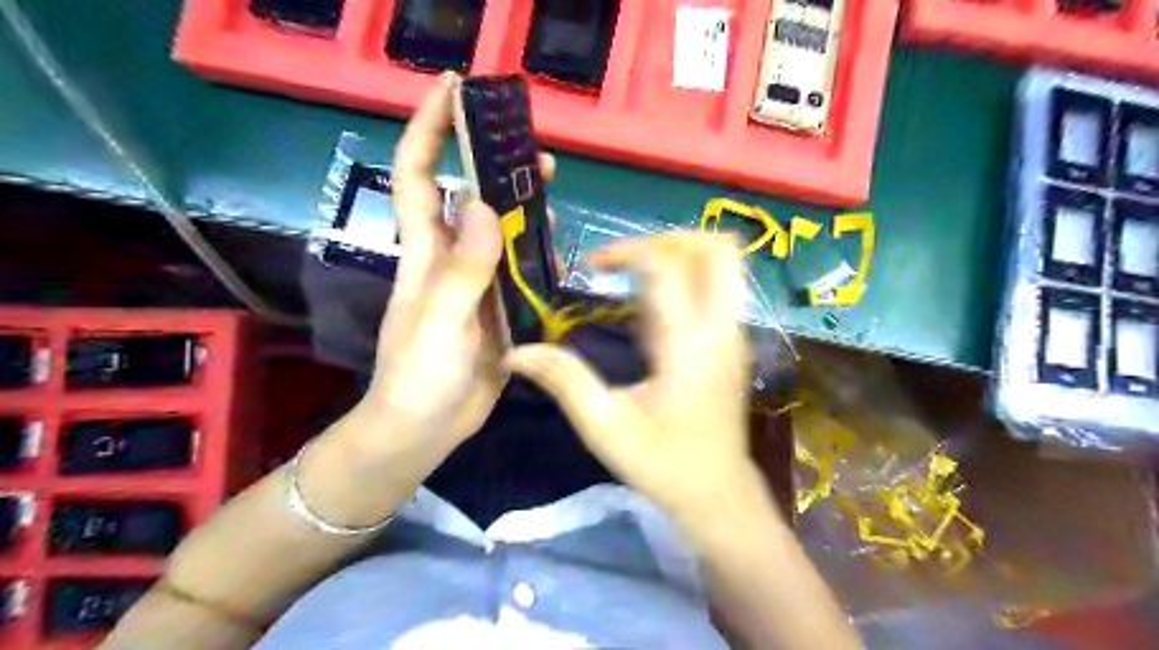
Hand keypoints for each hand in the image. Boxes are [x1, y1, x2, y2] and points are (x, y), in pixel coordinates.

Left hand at [359, 73, 555, 459]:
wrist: (424, 429)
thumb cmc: (419, 375)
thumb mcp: (439, 319)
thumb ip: (463, 267)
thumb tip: (484, 206)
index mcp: (425, 253)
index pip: (420, 177)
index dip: (429, 130)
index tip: (452, 91)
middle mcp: (450, 260)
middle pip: (470, 199)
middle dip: (494, 168)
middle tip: (535, 156)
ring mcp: (475, 285)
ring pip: (500, 235)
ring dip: (523, 213)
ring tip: (553, 202)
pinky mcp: (496, 310)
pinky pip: (518, 272)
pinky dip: (537, 256)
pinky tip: (557, 253)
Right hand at [505, 232, 760, 522]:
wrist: (718, 495)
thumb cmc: (663, 465)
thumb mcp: (605, 427)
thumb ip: (563, 380)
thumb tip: (516, 352)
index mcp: (688, 346)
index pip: (668, 265)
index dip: (627, 249)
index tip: (591, 266)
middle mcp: (721, 330)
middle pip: (719, 249)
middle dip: (672, 238)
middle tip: (630, 258)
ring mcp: (735, 334)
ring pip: (725, 264)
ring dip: (681, 255)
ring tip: (636, 275)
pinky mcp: (734, 343)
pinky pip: (719, 287)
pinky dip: (688, 277)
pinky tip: (653, 306)